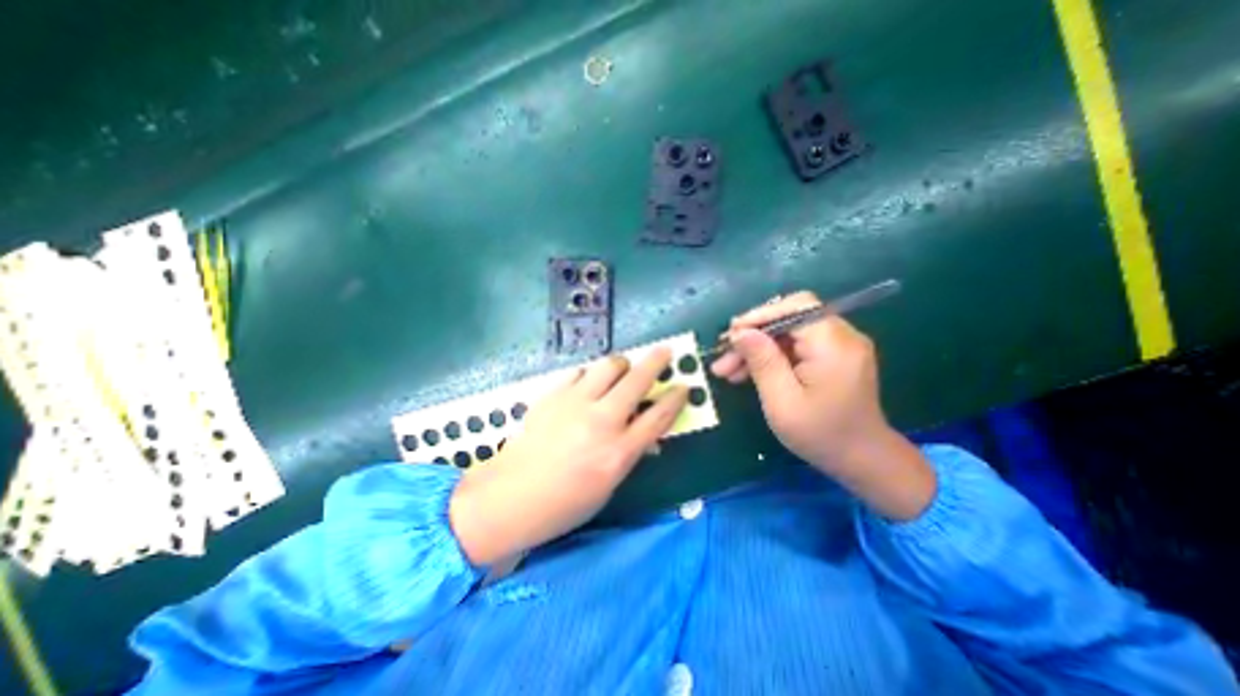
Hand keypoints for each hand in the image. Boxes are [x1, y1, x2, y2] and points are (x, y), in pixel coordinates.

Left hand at [451, 349, 692, 565]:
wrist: (510, 497)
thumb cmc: (565, 504)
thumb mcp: (608, 486)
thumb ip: (630, 453)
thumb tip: (647, 433)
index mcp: (619, 452)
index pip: (658, 416)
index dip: (676, 398)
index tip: (683, 385)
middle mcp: (601, 421)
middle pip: (638, 380)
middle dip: (656, 361)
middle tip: (664, 352)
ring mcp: (574, 404)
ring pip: (609, 365)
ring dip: (622, 365)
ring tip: (622, 372)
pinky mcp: (553, 396)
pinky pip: (579, 373)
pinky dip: (590, 376)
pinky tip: (587, 386)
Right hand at [706, 290, 929, 519]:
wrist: (862, 460)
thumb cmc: (821, 435)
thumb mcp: (782, 401)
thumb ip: (762, 362)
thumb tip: (740, 332)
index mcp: (834, 344)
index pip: (796, 307)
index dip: (760, 316)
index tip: (731, 335)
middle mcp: (841, 336)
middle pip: (788, 320)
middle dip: (753, 337)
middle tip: (723, 358)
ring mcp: (838, 346)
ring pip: (787, 334)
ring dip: (756, 349)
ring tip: (727, 370)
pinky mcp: (832, 357)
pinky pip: (795, 347)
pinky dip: (771, 357)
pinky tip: (747, 374)